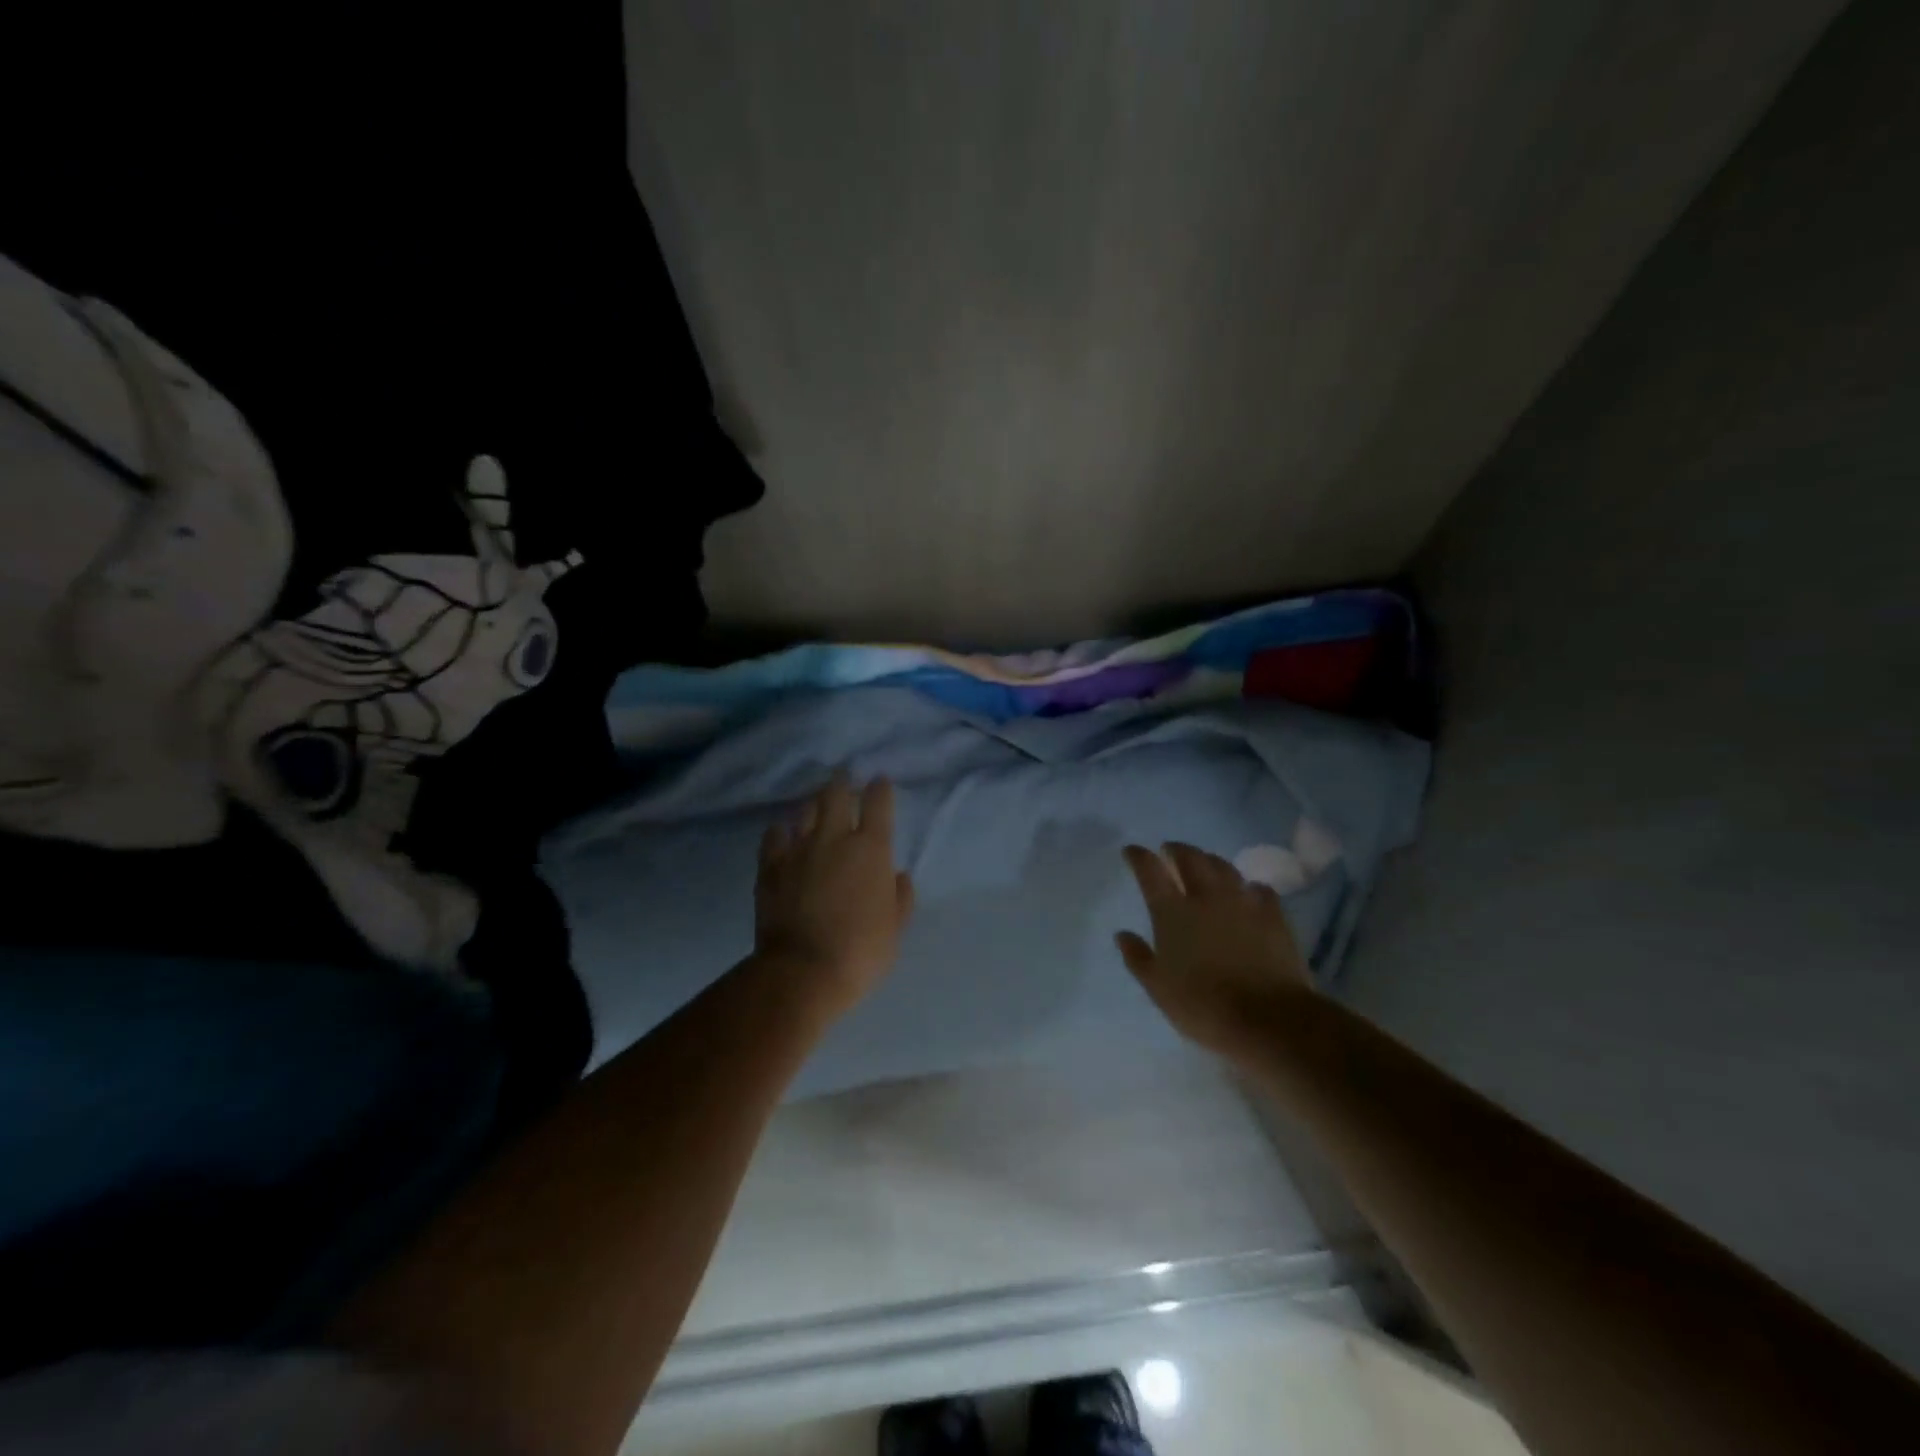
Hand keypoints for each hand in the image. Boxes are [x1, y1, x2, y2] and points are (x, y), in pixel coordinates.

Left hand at [756, 771, 914, 1015]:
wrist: (803, 971)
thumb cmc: (861, 951)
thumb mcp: (894, 928)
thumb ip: (900, 898)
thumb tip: (898, 876)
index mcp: (871, 850)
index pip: (878, 804)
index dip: (879, 789)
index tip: (879, 781)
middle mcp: (834, 839)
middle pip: (836, 795)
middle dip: (842, 782)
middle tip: (843, 775)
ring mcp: (798, 850)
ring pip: (804, 811)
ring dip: (813, 803)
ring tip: (815, 802)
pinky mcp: (770, 867)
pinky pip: (773, 837)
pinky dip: (780, 831)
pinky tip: (781, 831)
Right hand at [1116, 842, 1313, 1058]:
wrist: (1268, 1018)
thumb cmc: (1203, 1006)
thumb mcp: (1158, 988)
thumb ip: (1138, 957)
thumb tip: (1122, 934)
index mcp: (1172, 913)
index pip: (1150, 871)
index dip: (1139, 856)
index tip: (1131, 850)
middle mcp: (1205, 897)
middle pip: (1189, 858)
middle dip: (1176, 849)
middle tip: (1169, 850)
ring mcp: (1242, 902)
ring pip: (1223, 866)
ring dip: (1209, 860)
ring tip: (1205, 863)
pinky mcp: (1273, 915)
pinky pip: (1260, 889)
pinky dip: (1249, 886)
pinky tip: (1249, 892)